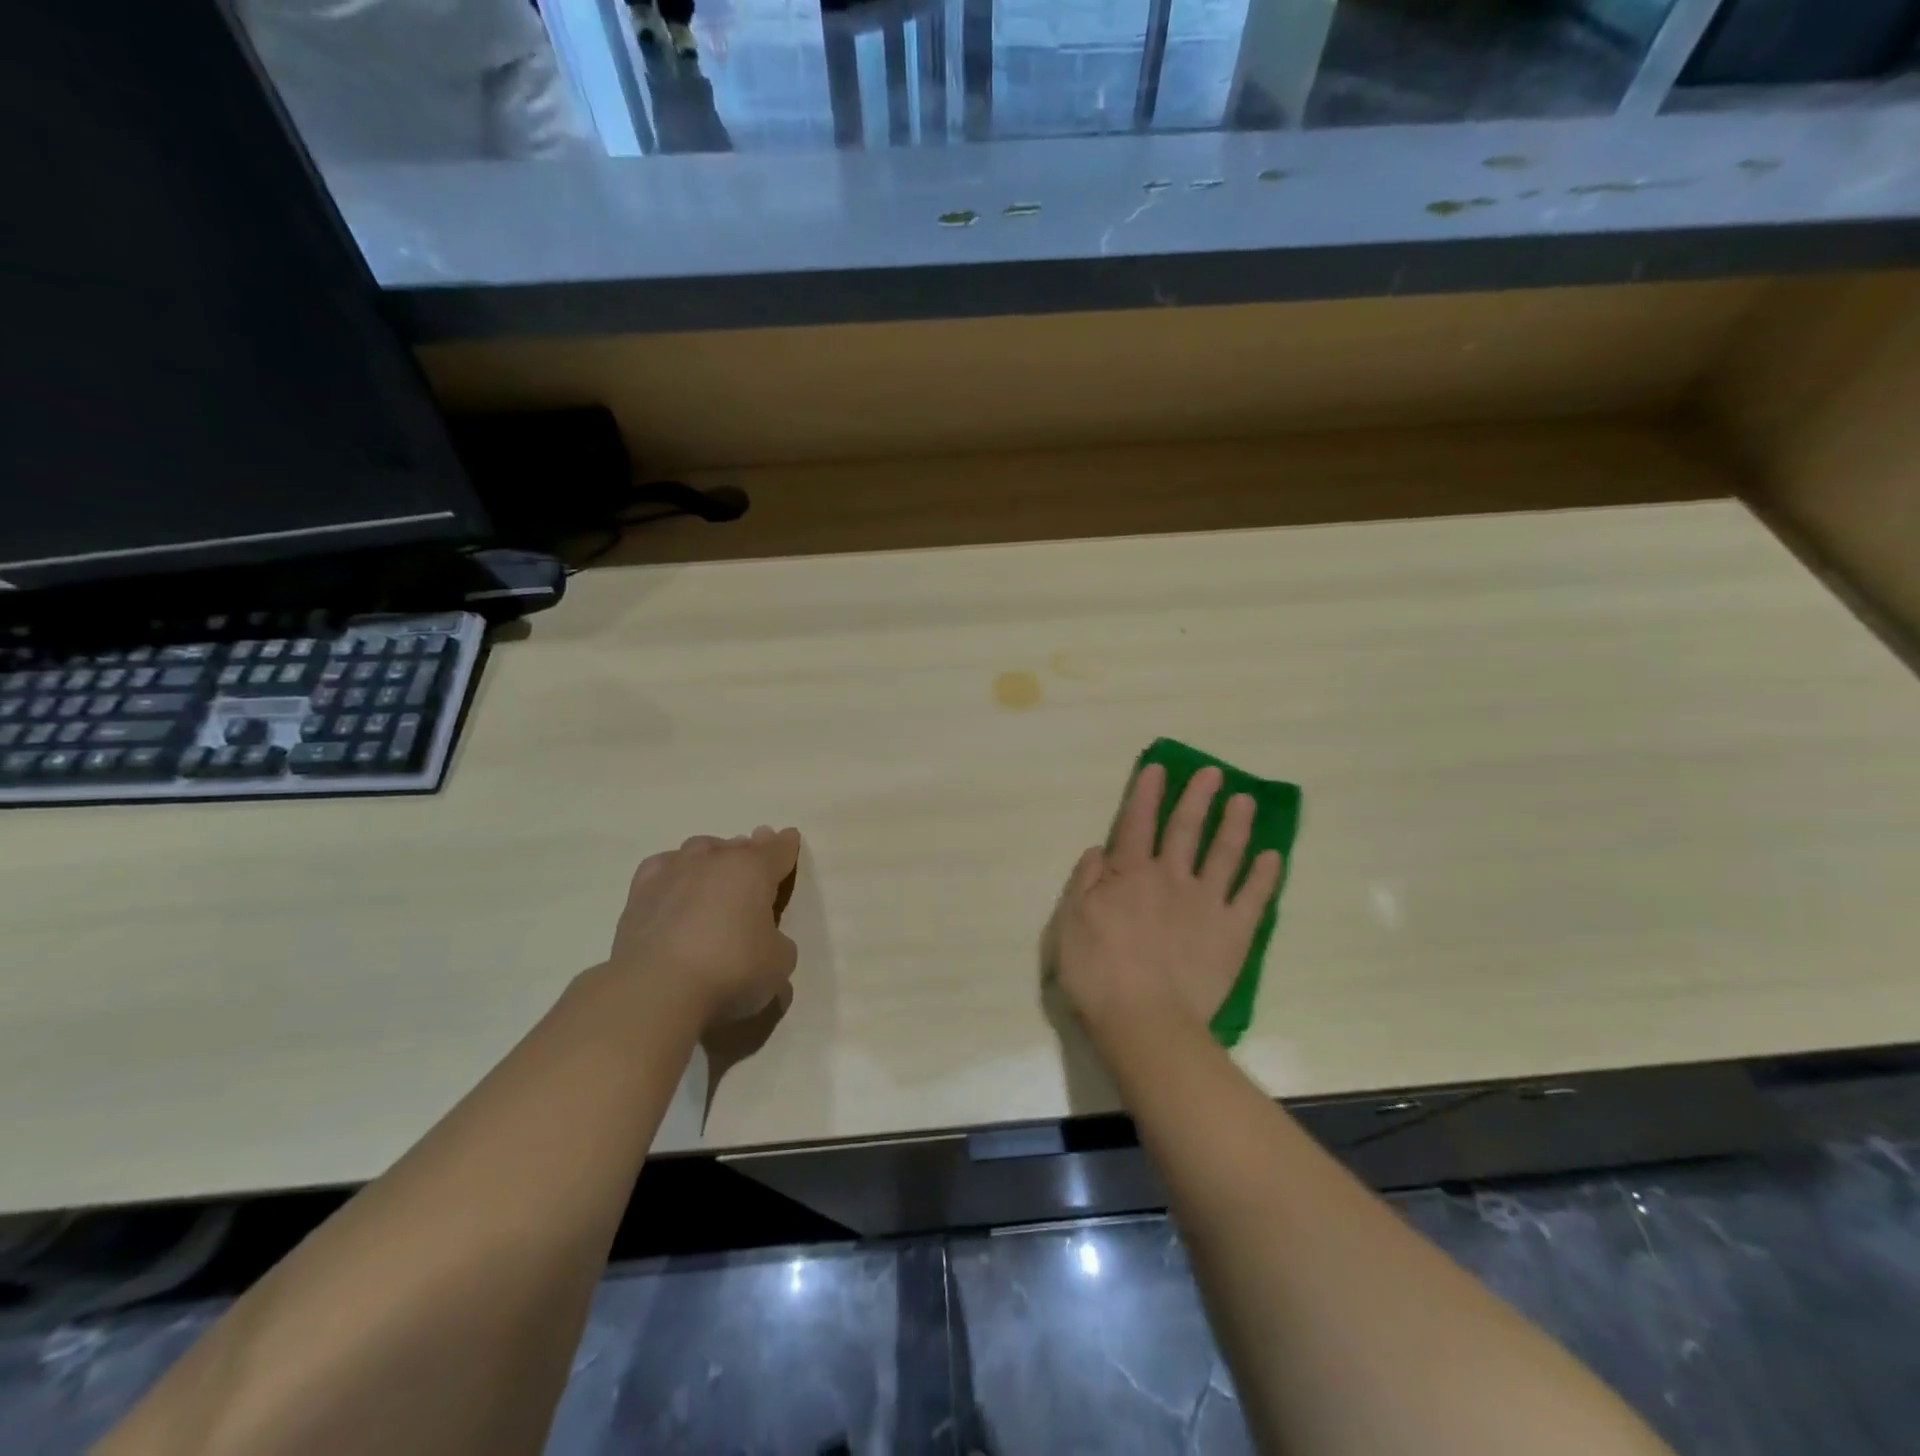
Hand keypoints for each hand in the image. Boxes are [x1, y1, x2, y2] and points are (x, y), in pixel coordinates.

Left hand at [608, 826, 801, 1030]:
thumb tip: (765, 939)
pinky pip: (662, 867)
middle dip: (749, 851)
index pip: (777, 849)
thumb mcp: (779, 962)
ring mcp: (674, 872)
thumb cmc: (731, 969)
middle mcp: (714, 860)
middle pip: (737, 846)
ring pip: (699, 849)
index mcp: (754, 870)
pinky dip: (674, 870)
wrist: (657, 988)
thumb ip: (778, 942)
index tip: (790, 837)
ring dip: (712, 856)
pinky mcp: (640, 893)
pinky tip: (674, 882)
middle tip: (754, 860)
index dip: (786, 845)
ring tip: (715, 871)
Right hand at [1047, 764, 1281, 1046]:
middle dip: (1197, 797)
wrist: (1146, 1021)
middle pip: (1186, 829)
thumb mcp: (1069, 923)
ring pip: (1224, 854)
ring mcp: (1206, 904)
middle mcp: (1171, 879)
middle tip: (1213, 772)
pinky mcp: (1233, 932)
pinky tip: (1272, 857)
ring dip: (1235, 825)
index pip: (1137, 824)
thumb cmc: (1097, 973)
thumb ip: (1085, 882)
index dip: (1146, 794)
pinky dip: (1264, 876)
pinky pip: (1253, 898)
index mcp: (1129, 875)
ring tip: (1245, 800)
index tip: (1158, 768)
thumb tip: (1100, 850)